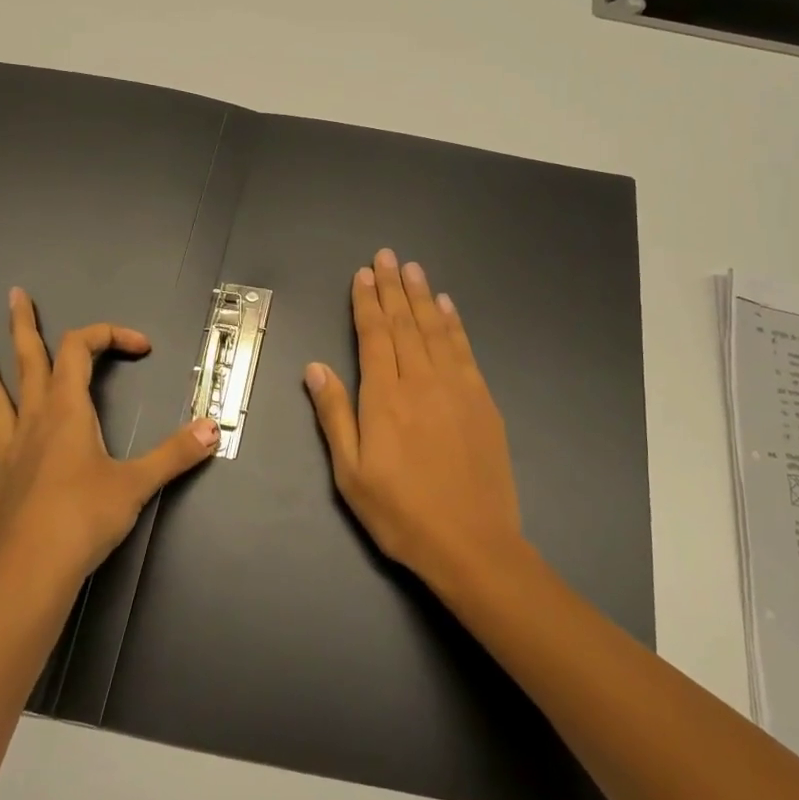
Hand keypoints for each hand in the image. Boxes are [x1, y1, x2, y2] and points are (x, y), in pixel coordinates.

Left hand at [0, 287, 219, 586]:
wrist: (36, 570)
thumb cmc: (88, 518)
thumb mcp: (139, 482)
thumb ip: (176, 452)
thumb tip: (213, 428)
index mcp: (68, 412)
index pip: (82, 352)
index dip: (108, 336)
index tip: (139, 347)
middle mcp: (32, 421)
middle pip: (29, 363)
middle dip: (24, 328)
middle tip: (15, 296)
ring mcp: (4, 452)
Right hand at [303, 249, 530, 590]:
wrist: (472, 544)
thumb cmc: (401, 514)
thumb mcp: (350, 474)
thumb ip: (334, 416)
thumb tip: (315, 368)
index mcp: (385, 398)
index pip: (374, 336)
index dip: (367, 302)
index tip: (364, 274)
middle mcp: (421, 382)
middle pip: (405, 324)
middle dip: (394, 287)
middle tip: (388, 256)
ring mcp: (457, 389)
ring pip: (436, 330)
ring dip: (423, 296)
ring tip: (414, 269)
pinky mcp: (483, 402)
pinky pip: (465, 351)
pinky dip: (454, 324)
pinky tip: (448, 307)